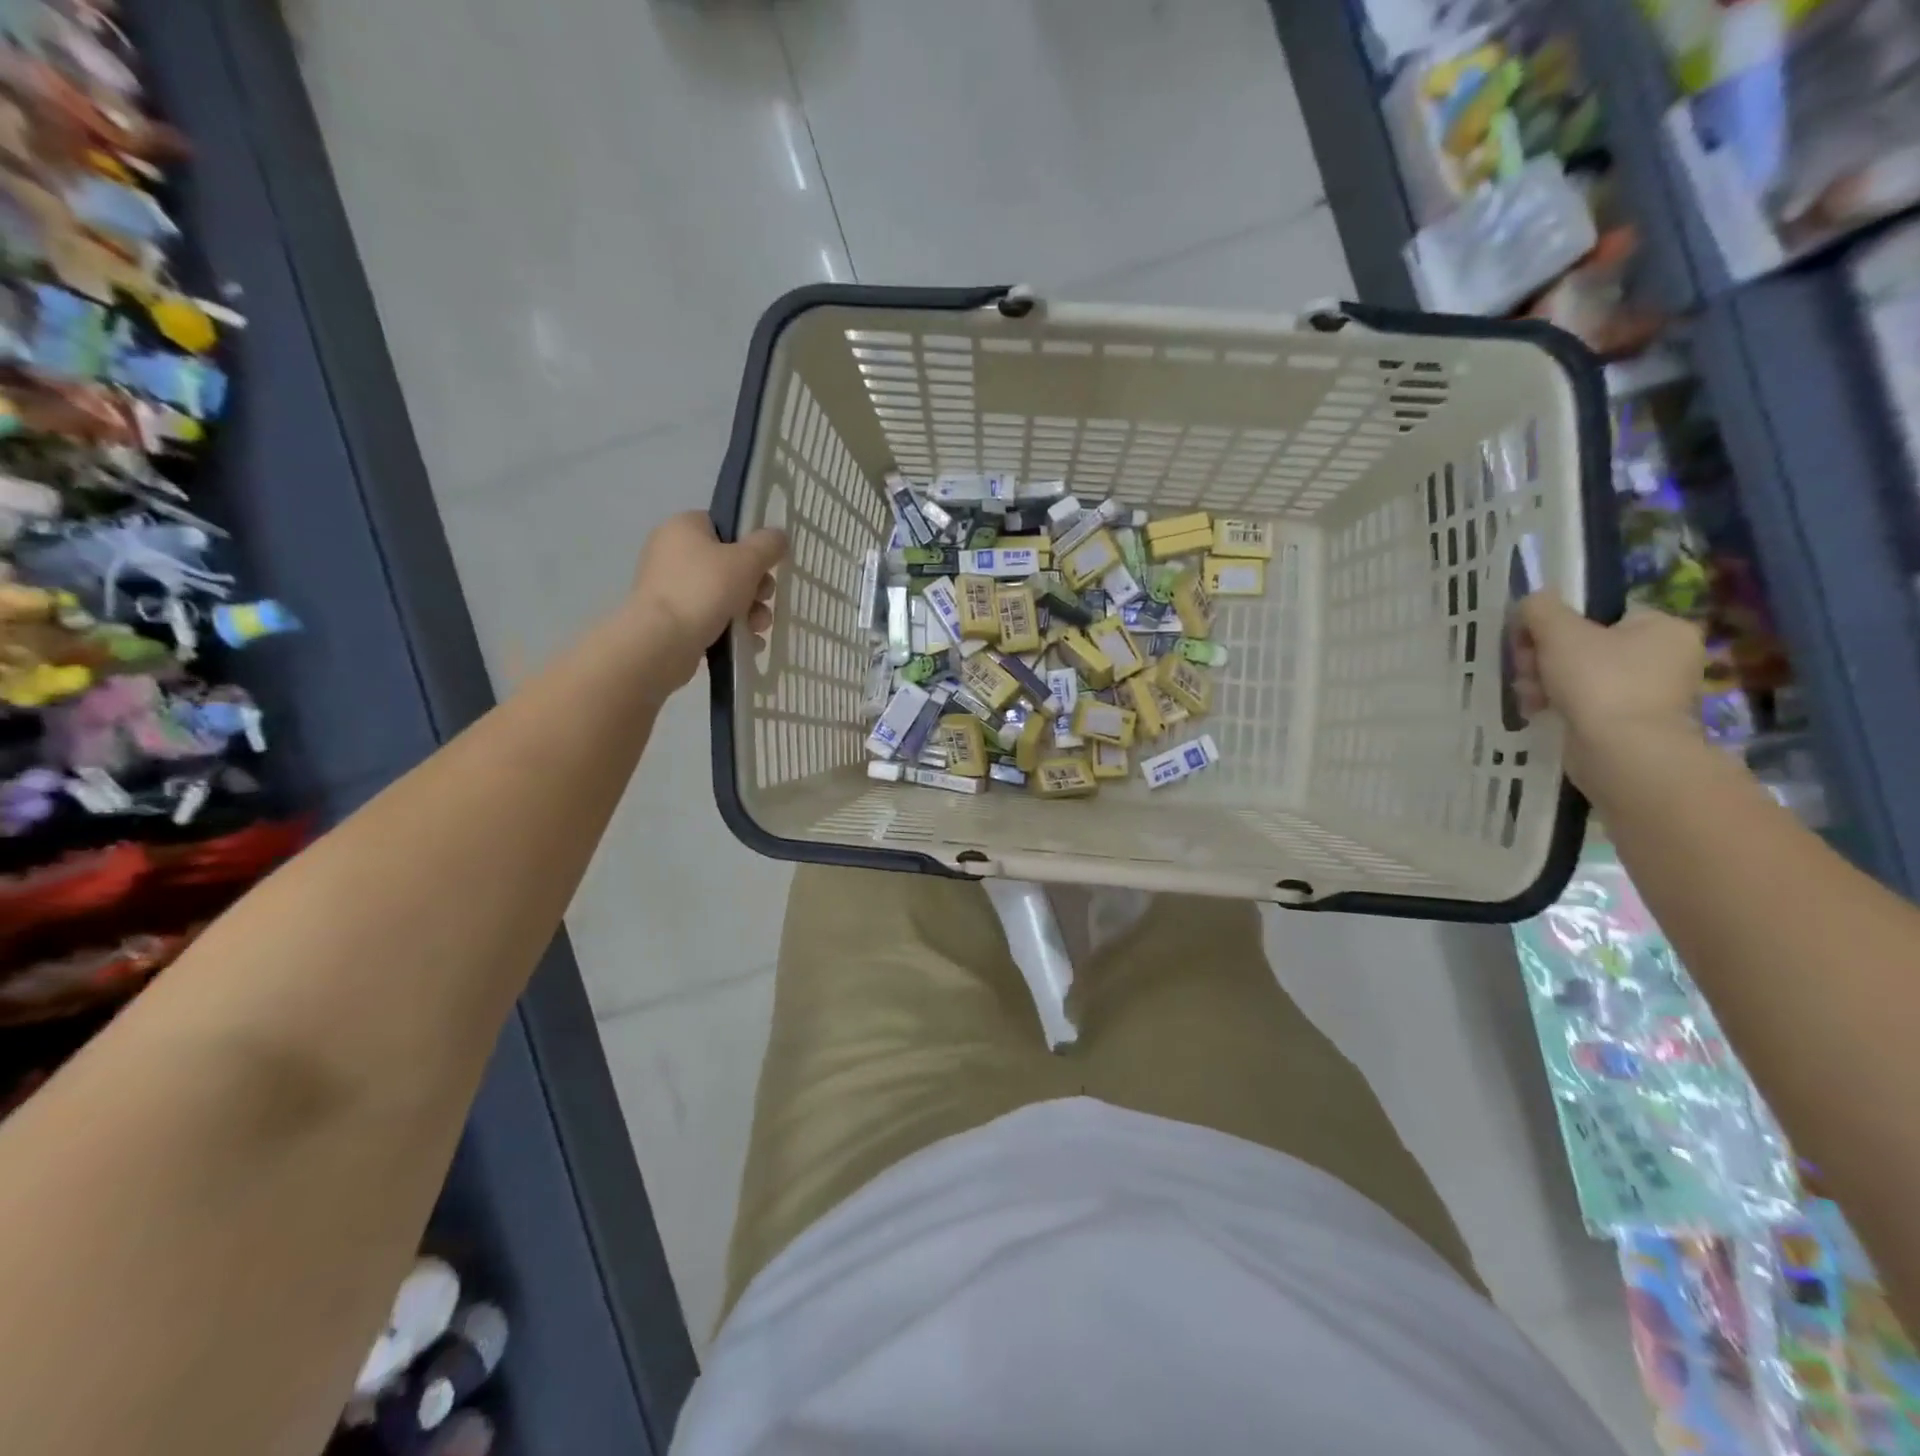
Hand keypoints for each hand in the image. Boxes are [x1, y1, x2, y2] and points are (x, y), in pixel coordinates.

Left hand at [629, 512, 786, 684]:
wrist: (662, 641)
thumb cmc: (704, 590)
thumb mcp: (747, 561)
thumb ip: (768, 545)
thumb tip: (778, 536)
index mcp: (683, 527)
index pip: (724, 527)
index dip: (750, 545)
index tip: (766, 565)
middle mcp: (672, 553)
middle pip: (728, 564)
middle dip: (755, 586)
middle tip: (764, 599)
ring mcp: (670, 587)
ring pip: (723, 594)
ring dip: (749, 610)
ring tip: (758, 627)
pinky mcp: (672, 618)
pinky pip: (710, 617)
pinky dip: (731, 628)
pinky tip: (749, 642)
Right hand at [1511, 593, 1704, 783]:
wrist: (1622, 750)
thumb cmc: (1598, 681)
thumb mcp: (1559, 632)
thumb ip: (1540, 608)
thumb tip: (1533, 600)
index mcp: (1662, 626)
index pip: (1599, 614)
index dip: (1555, 626)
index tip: (1528, 642)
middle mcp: (1666, 656)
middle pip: (1584, 645)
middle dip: (1543, 657)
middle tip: (1525, 670)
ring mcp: (1651, 692)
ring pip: (1579, 675)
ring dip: (1543, 681)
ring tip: (1528, 695)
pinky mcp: (1630, 721)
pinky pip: (1585, 702)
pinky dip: (1558, 703)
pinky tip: (1537, 710)